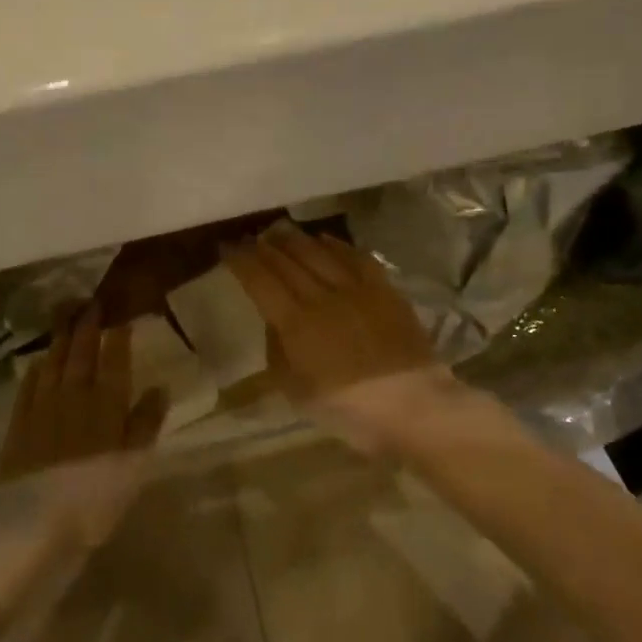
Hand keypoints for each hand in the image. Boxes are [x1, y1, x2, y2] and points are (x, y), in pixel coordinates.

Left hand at [0, 307, 165, 641]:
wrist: (30, 523)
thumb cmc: (94, 498)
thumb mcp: (133, 466)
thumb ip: (146, 424)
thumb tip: (160, 387)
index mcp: (107, 405)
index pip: (115, 361)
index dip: (117, 337)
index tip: (119, 314)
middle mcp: (74, 396)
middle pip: (81, 354)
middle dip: (86, 326)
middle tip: (88, 301)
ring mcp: (42, 407)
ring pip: (53, 363)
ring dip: (60, 338)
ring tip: (64, 315)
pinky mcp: (18, 423)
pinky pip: (28, 386)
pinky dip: (35, 370)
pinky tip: (37, 361)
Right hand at [222, 221, 448, 448]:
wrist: (414, 408)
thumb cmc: (348, 410)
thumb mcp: (296, 391)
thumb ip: (278, 351)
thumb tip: (274, 323)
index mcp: (296, 323)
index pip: (260, 280)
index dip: (241, 261)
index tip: (227, 248)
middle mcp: (322, 296)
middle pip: (287, 261)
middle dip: (264, 246)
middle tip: (250, 236)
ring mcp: (356, 289)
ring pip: (319, 253)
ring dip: (296, 240)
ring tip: (280, 231)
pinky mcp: (384, 290)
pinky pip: (356, 257)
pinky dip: (337, 245)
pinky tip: (326, 240)